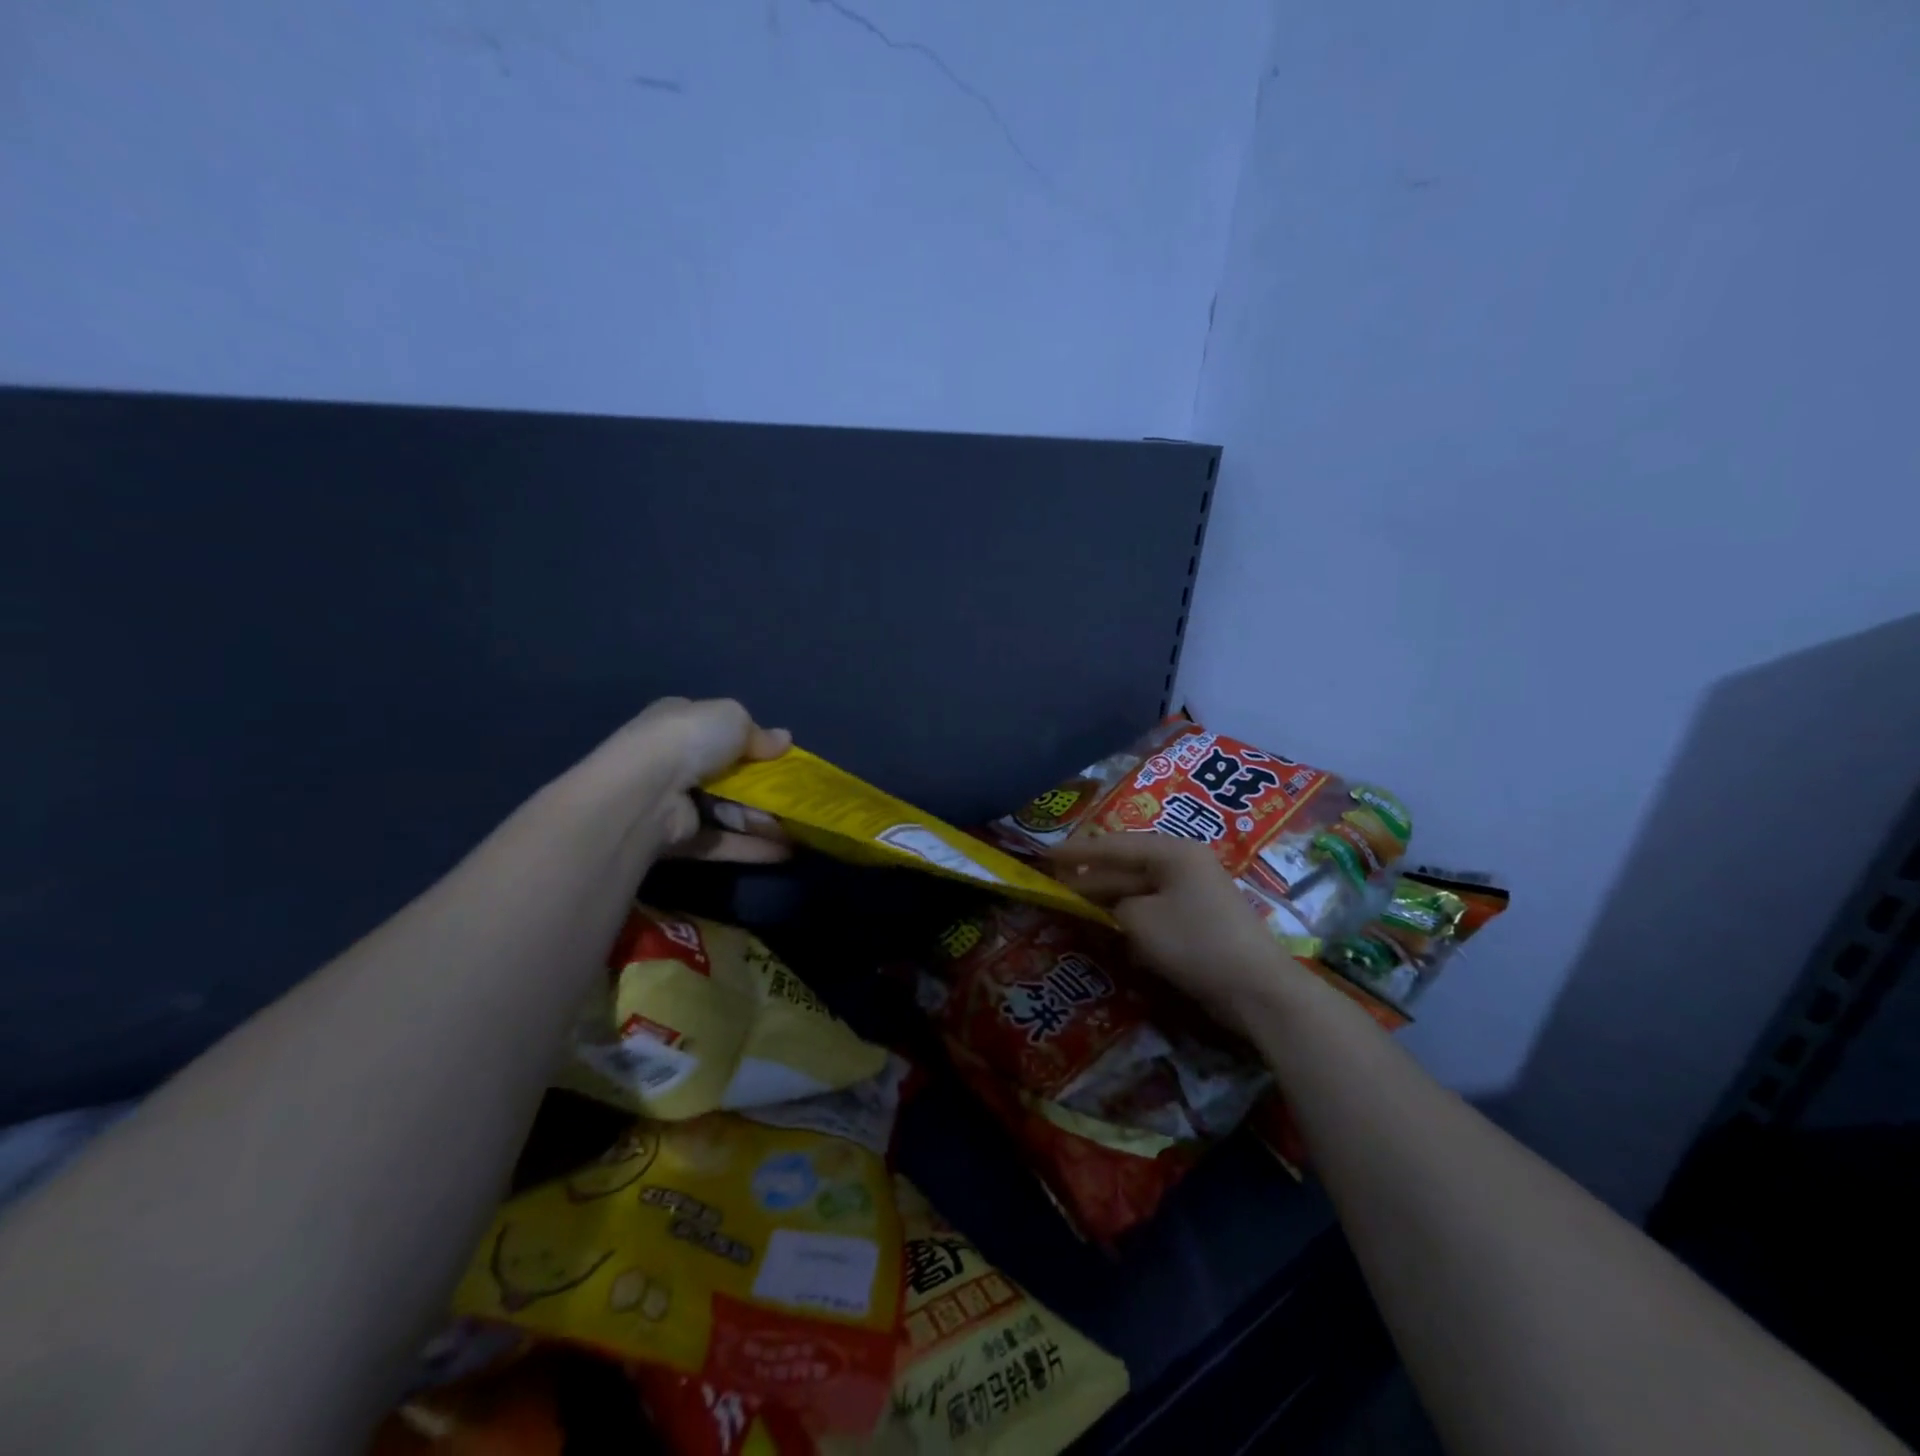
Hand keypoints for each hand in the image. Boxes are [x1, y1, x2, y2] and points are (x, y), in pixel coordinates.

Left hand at [571, 697, 791, 862]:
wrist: (647, 792)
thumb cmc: (690, 740)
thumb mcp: (733, 718)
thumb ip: (760, 733)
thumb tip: (784, 740)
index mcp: (678, 721)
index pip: (716, 728)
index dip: (748, 740)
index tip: (778, 755)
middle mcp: (672, 759)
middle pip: (726, 773)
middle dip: (761, 785)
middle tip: (795, 795)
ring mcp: (674, 801)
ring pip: (727, 809)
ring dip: (761, 819)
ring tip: (799, 826)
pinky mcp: (679, 838)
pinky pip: (722, 841)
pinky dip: (752, 846)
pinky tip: (786, 851)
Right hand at [1049, 831, 1294, 1035]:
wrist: (1255, 987)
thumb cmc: (1194, 941)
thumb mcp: (1139, 919)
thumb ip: (1113, 905)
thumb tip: (1110, 906)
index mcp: (1172, 852)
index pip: (1114, 844)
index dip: (1077, 851)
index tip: (1046, 854)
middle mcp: (1184, 864)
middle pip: (1126, 865)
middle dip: (1090, 876)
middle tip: (1053, 884)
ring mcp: (1194, 892)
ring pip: (1139, 889)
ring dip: (1108, 898)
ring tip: (1073, 904)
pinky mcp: (1198, 920)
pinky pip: (1154, 909)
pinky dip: (1129, 916)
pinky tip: (1108, 927)